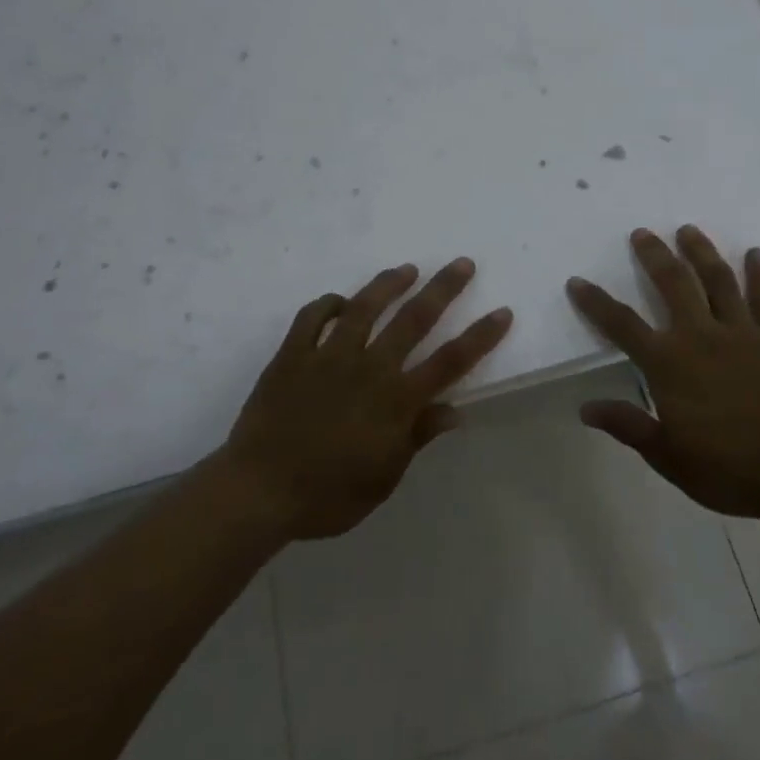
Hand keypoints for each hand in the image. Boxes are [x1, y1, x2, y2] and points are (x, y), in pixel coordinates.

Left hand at [226, 258, 512, 538]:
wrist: (257, 492)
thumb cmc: (327, 495)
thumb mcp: (383, 478)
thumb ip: (417, 437)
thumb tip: (455, 410)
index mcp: (395, 401)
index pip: (450, 361)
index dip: (480, 336)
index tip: (501, 311)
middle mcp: (368, 368)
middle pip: (414, 320)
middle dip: (443, 289)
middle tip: (462, 264)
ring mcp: (327, 356)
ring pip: (365, 307)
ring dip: (390, 284)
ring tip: (408, 269)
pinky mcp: (292, 355)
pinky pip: (312, 317)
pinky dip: (328, 304)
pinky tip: (340, 301)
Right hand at [566, 226, 759, 519]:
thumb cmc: (729, 469)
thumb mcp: (668, 457)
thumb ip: (628, 426)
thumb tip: (586, 408)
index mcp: (669, 364)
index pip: (622, 325)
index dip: (596, 302)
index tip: (577, 281)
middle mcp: (701, 336)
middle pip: (673, 284)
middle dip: (654, 256)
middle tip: (643, 233)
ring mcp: (742, 332)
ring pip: (718, 280)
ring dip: (701, 251)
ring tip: (688, 230)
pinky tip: (755, 253)